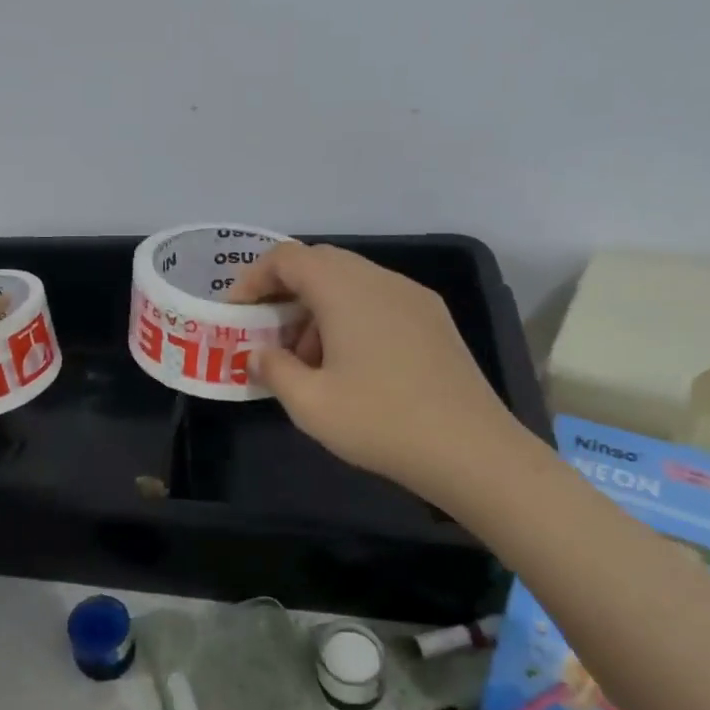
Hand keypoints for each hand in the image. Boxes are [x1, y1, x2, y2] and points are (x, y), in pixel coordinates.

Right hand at [228, 243, 531, 501]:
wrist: (473, 451)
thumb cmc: (381, 422)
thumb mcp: (310, 404)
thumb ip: (273, 370)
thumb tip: (258, 354)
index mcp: (345, 289)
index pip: (287, 258)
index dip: (253, 278)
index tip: (236, 313)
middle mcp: (380, 280)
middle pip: (320, 263)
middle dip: (285, 292)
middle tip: (267, 332)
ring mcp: (413, 297)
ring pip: (350, 282)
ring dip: (317, 307)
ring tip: (307, 358)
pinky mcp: (434, 319)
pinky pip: (378, 300)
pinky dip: (349, 316)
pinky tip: (350, 364)